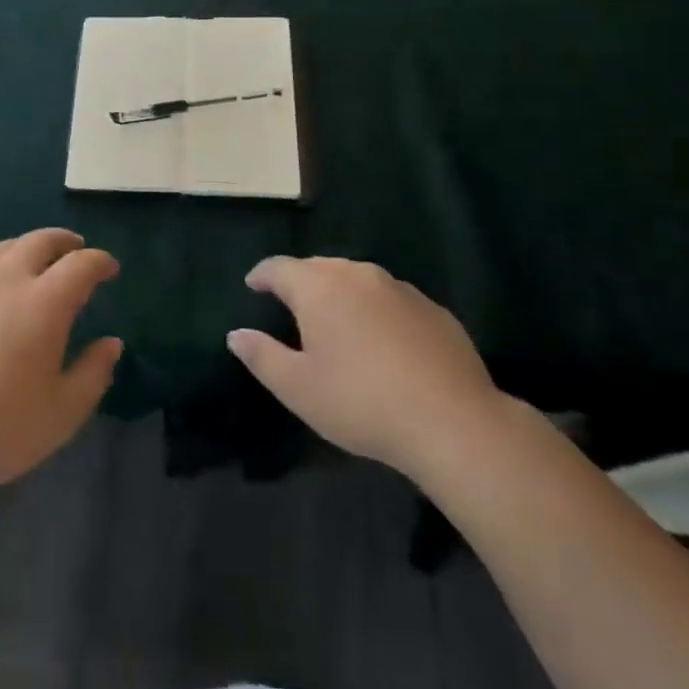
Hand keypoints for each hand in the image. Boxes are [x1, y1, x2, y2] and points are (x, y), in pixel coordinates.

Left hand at [0, 229, 122, 499]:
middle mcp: (7, 283)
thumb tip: (111, 343)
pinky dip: (0, 264)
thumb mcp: (63, 412)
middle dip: (64, 241)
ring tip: (39, 258)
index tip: (110, 269)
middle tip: (77, 249)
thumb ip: (93, 373)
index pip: (81, 265)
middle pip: (39, 242)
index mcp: (43, 304)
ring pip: (5, 248)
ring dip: (29, 245)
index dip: (100, 262)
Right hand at [227, 256, 504, 479]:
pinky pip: (391, 299)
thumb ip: (262, 356)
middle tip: (290, 306)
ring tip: (335, 321)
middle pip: (319, 267)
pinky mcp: (433, 309)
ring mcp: (400, 289)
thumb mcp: (298, 388)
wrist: (452, 421)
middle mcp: (358, 275)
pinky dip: (375, 310)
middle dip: (300, 281)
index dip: (262, 275)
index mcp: (319, 288)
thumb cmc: (361, 402)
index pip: (279, 268)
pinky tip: (381, 341)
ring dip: (340, 294)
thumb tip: (236, 335)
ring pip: (357, 280)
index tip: (252, 285)